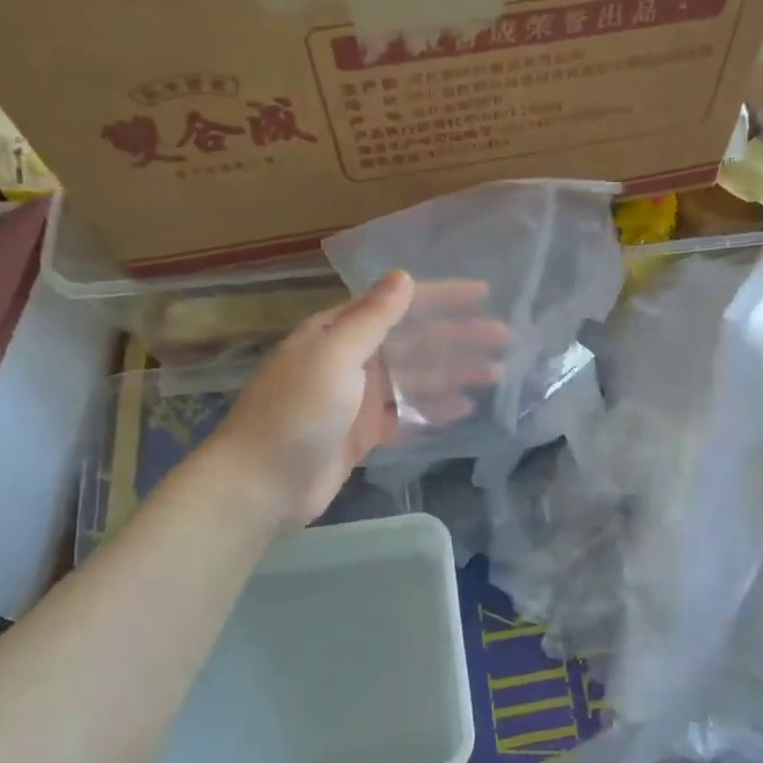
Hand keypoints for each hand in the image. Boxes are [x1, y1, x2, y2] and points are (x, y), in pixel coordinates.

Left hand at [203, 272, 509, 527]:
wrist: (260, 485)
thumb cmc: (296, 412)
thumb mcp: (334, 356)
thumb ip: (372, 319)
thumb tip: (403, 277)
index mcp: (338, 332)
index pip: (398, 305)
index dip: (441, 297)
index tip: (482, 294)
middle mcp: (351, 358)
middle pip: (413, 342)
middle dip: (457, 337)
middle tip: (502, 337)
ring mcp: (358, 398)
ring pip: (416, 378)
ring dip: (453, 372)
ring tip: (495, 373)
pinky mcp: (363, 433)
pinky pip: (407, 414)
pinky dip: (434, 409)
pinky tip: (464, 408)